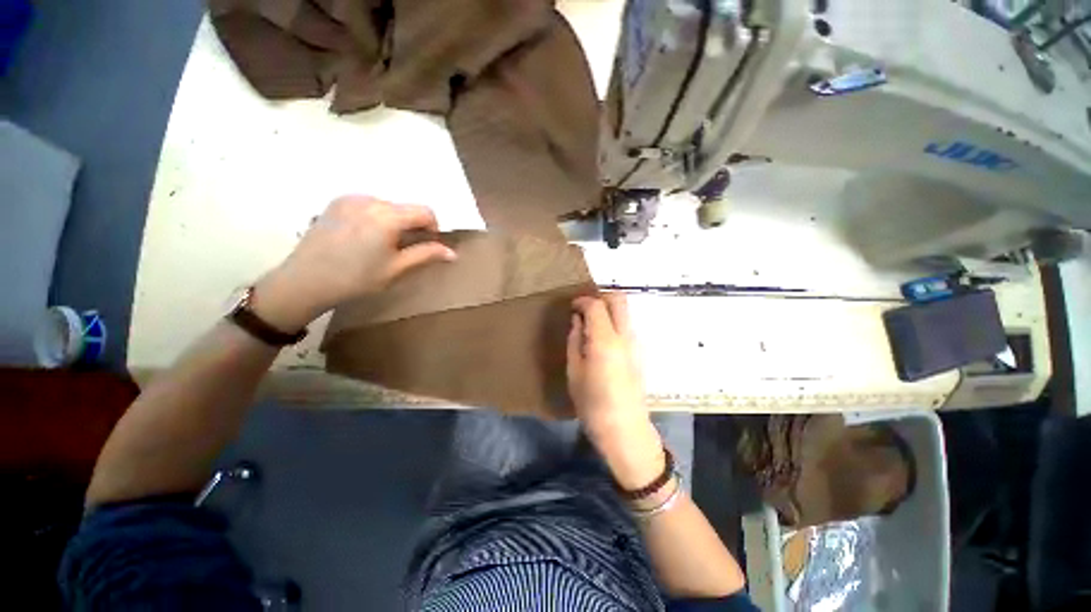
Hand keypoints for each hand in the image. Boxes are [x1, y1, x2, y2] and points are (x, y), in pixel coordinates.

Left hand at [254, 196, 455, 330]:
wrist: (305, 281)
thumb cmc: (357, 278)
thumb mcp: (397, 268)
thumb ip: (426, 255)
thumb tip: (452, 253)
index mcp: (387, 216)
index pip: (424, 211)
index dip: (433, 227)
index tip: (428, 244)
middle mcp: (369, 200)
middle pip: (404, 207)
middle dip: (412, 225)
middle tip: (404, 248)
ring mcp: (349, 199)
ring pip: (386, 206)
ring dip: (393, 221)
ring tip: (381, 244)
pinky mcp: (335, 203)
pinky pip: (366, 205)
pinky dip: (374, 217)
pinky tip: (362, 237)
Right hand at [568, 294, 663, 487]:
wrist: (626, 430)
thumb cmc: (593, 404)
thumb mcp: (574, 372)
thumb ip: (575, 340)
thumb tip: (577, 320)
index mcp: (605, 340)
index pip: (596, 305)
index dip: (582, 301)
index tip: (571, 306)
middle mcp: (624, 336)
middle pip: (618, 299)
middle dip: (601, 297)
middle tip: (584, 308)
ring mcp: (636, 343)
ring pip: (625, 312)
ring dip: (608, 309)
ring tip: (589, 324)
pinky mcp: (639, 352)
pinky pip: (626, 326)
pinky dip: (614, 322)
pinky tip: (601, 339)